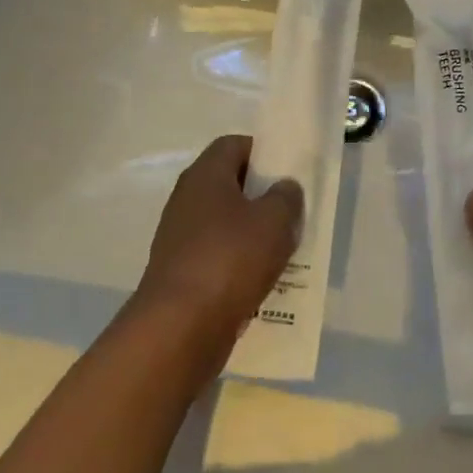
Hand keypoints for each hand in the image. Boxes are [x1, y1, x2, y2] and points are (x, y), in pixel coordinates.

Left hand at [135, 135, 301, 358]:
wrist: (179, 328)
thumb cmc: (229, 260)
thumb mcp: (273, 221)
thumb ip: (286, 197)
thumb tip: (285, 187)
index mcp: (205, 174)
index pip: (235, 144)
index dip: (263, 151)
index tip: (288, 170)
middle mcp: (187, 199)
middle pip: (230, 184)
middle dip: (262, 195)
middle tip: (293, 209)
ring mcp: (180, 237)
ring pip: (225, 223)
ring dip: (253, 233)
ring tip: (285, 247)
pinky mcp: (181, 272)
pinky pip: (217, 256)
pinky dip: (239, 263)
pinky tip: (263, 279)